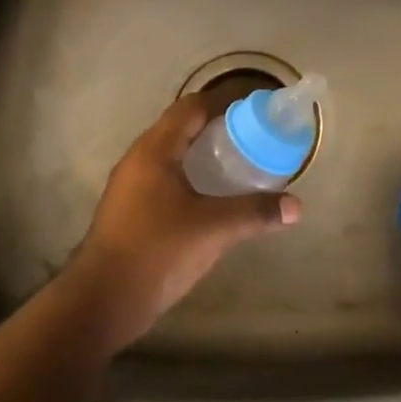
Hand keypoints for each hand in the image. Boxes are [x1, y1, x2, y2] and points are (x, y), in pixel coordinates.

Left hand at [59, 94, 300, 353]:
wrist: (103, 299)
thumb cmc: (157, 251)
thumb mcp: (213, 229)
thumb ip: (255, 212)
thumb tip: (296, 206)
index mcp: (154, 151)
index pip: (190, 108)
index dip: (222, 102)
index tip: (254, 110)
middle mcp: (138, 161)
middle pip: (180, 130)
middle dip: (217, 130)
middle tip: (254, 139)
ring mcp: (130, 188)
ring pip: (172, 158)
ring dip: (203, 157)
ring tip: (240, 166)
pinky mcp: (130, 212)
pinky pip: (165, 182)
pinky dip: (192, 181)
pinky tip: (213, 200)